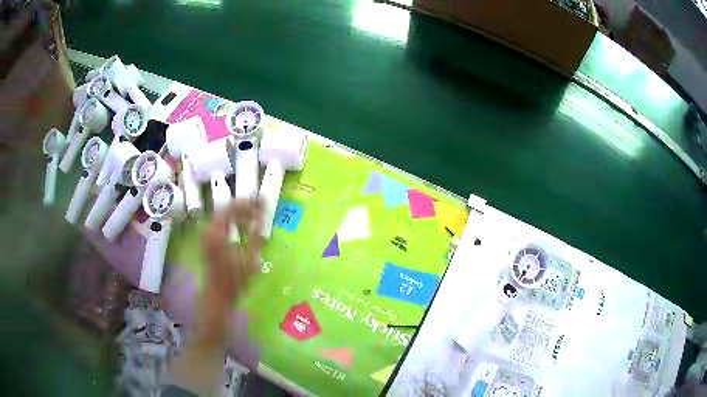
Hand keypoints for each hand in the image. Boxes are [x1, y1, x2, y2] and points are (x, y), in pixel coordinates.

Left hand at [200, 199, 262, 305]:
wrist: (217, 296)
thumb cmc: (234, 282)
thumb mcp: (249, 260)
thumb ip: (255, 237)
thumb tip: (260, 218)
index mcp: (217, 232)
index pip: (232, 207)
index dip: (249, 203)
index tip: (263, 203)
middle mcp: (209, 229)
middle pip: (227, 209)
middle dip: (245, 207)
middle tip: (262, 208)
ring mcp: (206, 235)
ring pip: (224, 216)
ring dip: (240, 214)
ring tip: (256, 217)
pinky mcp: (208, 241)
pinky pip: (221, 224)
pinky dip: (233, 222)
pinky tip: (244, 228)